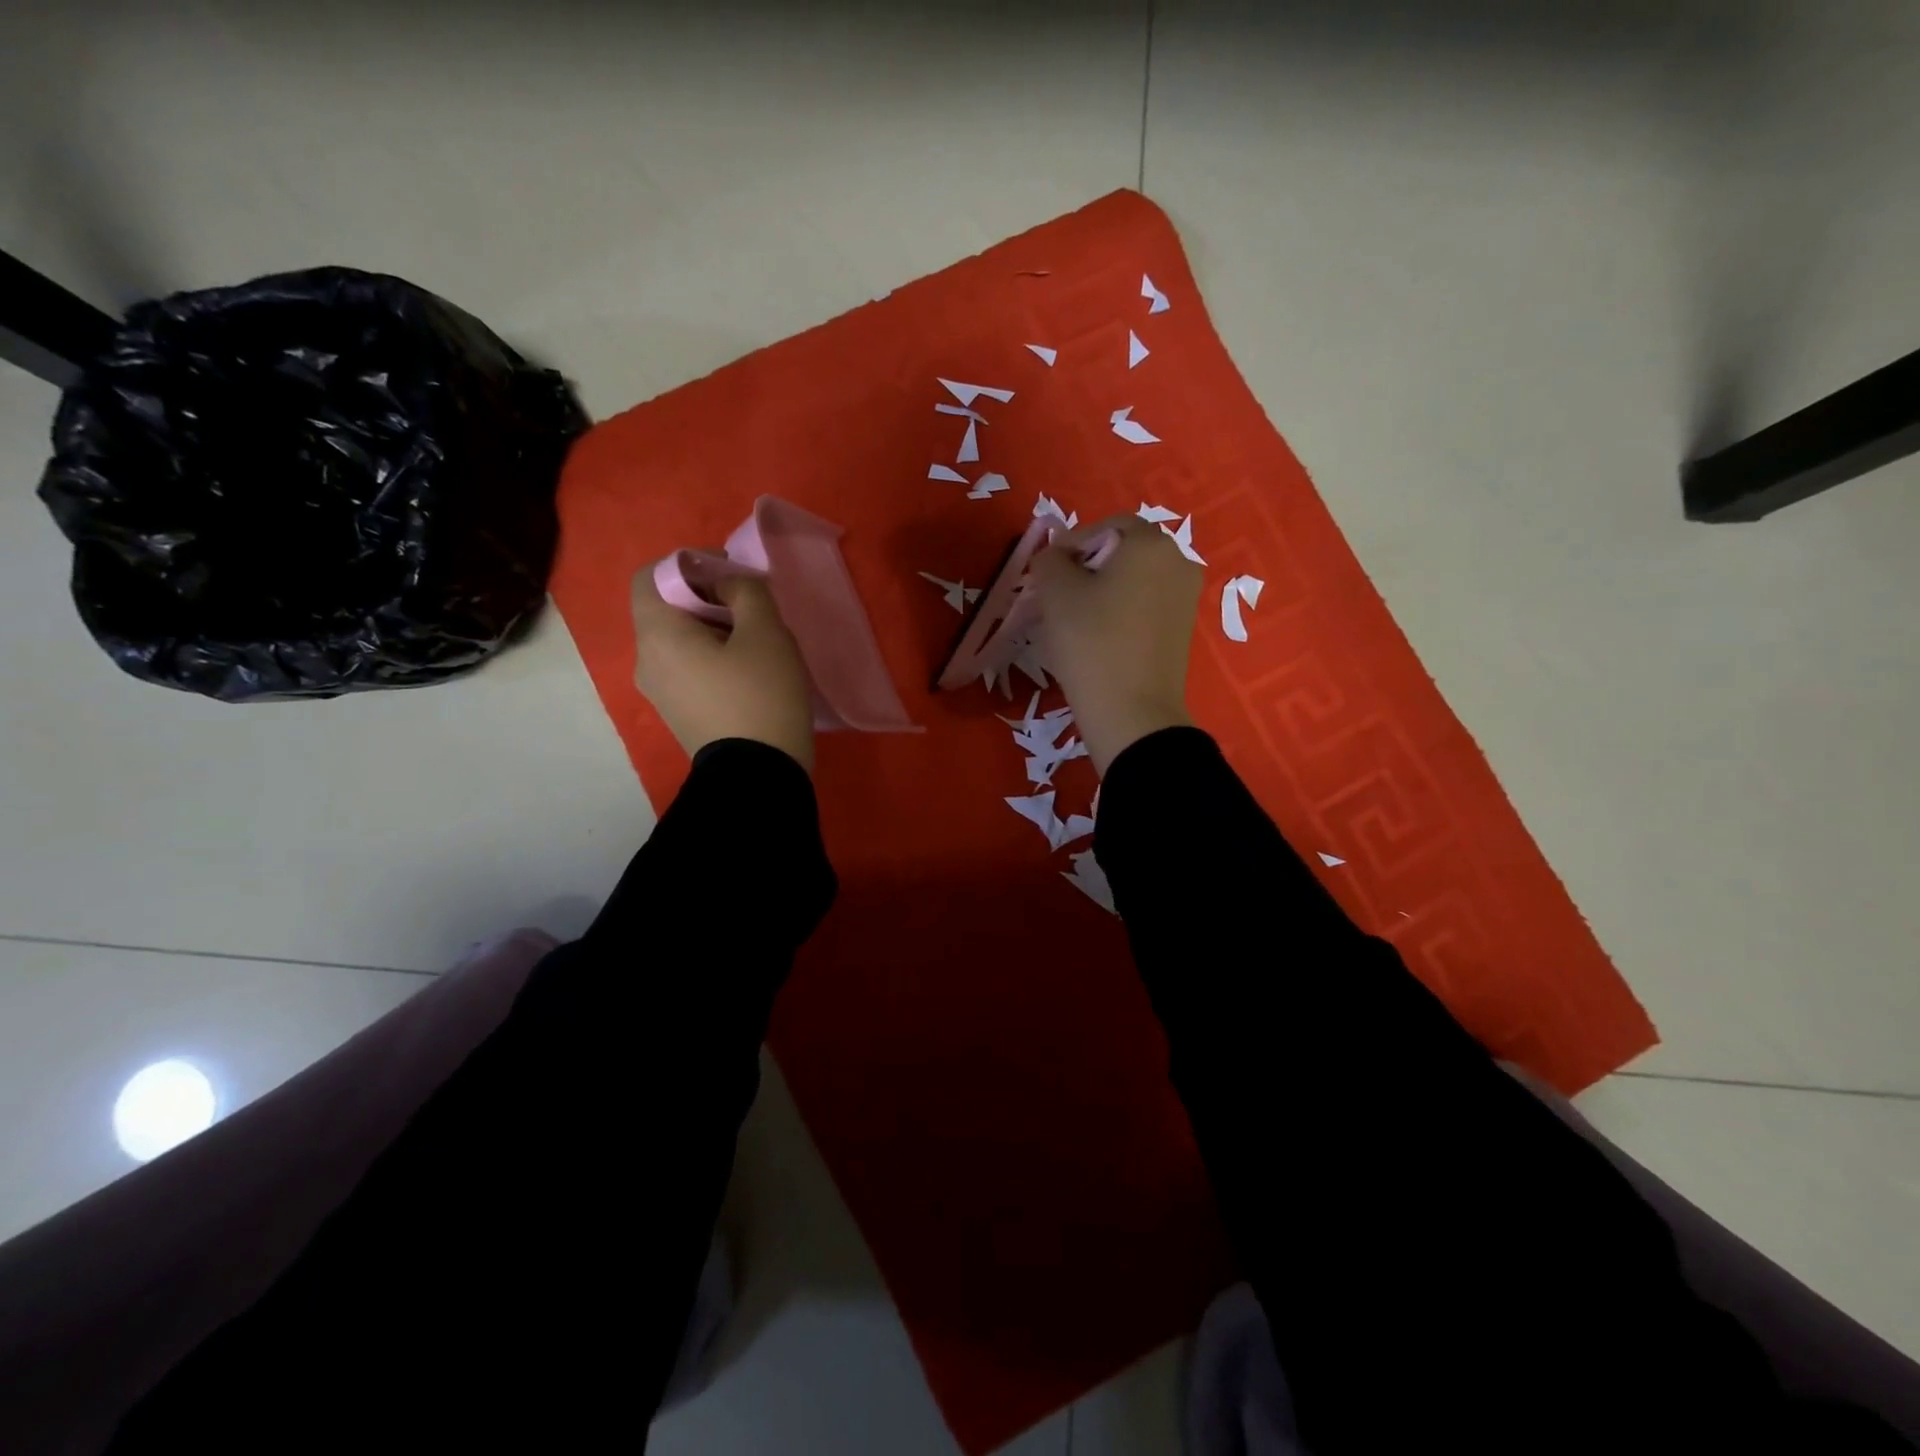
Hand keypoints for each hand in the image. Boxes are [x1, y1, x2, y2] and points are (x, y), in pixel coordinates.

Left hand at [629, 567, 815, 770]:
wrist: (759, 777)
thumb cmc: (761, 696)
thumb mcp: (766, 631)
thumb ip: (745, 590)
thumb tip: (727, 584)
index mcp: (657, 635)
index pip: (649, 575)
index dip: (687, 563)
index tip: (729, 574)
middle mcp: (645, 661)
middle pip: (665, 609)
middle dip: (707, 597)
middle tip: (752, 608)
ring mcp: (658, 693)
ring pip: (678, 641)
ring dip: (712, 629)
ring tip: (756, 642)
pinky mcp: (678, 714)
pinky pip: (686, 669)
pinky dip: (711, 657)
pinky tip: (748, 672)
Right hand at [1033, 514, 1202, 773]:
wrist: (1132, 713)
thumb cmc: (1092, 643)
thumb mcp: (1056, 593)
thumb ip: (1049, 561)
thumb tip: (1054, 557)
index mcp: (1151, 543)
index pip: (1106, 525)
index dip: (1071, 543)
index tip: (1046, 571)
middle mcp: (1179, 561)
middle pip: (1124, 551)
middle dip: (1087, 566)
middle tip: (1056, 594)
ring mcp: (1186, 596)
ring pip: (1134, 579)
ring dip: (1102, 589)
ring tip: (1073, 618)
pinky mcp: (1183, 628)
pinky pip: (1145, 604)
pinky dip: (1120, 610)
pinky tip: (1098, 636)